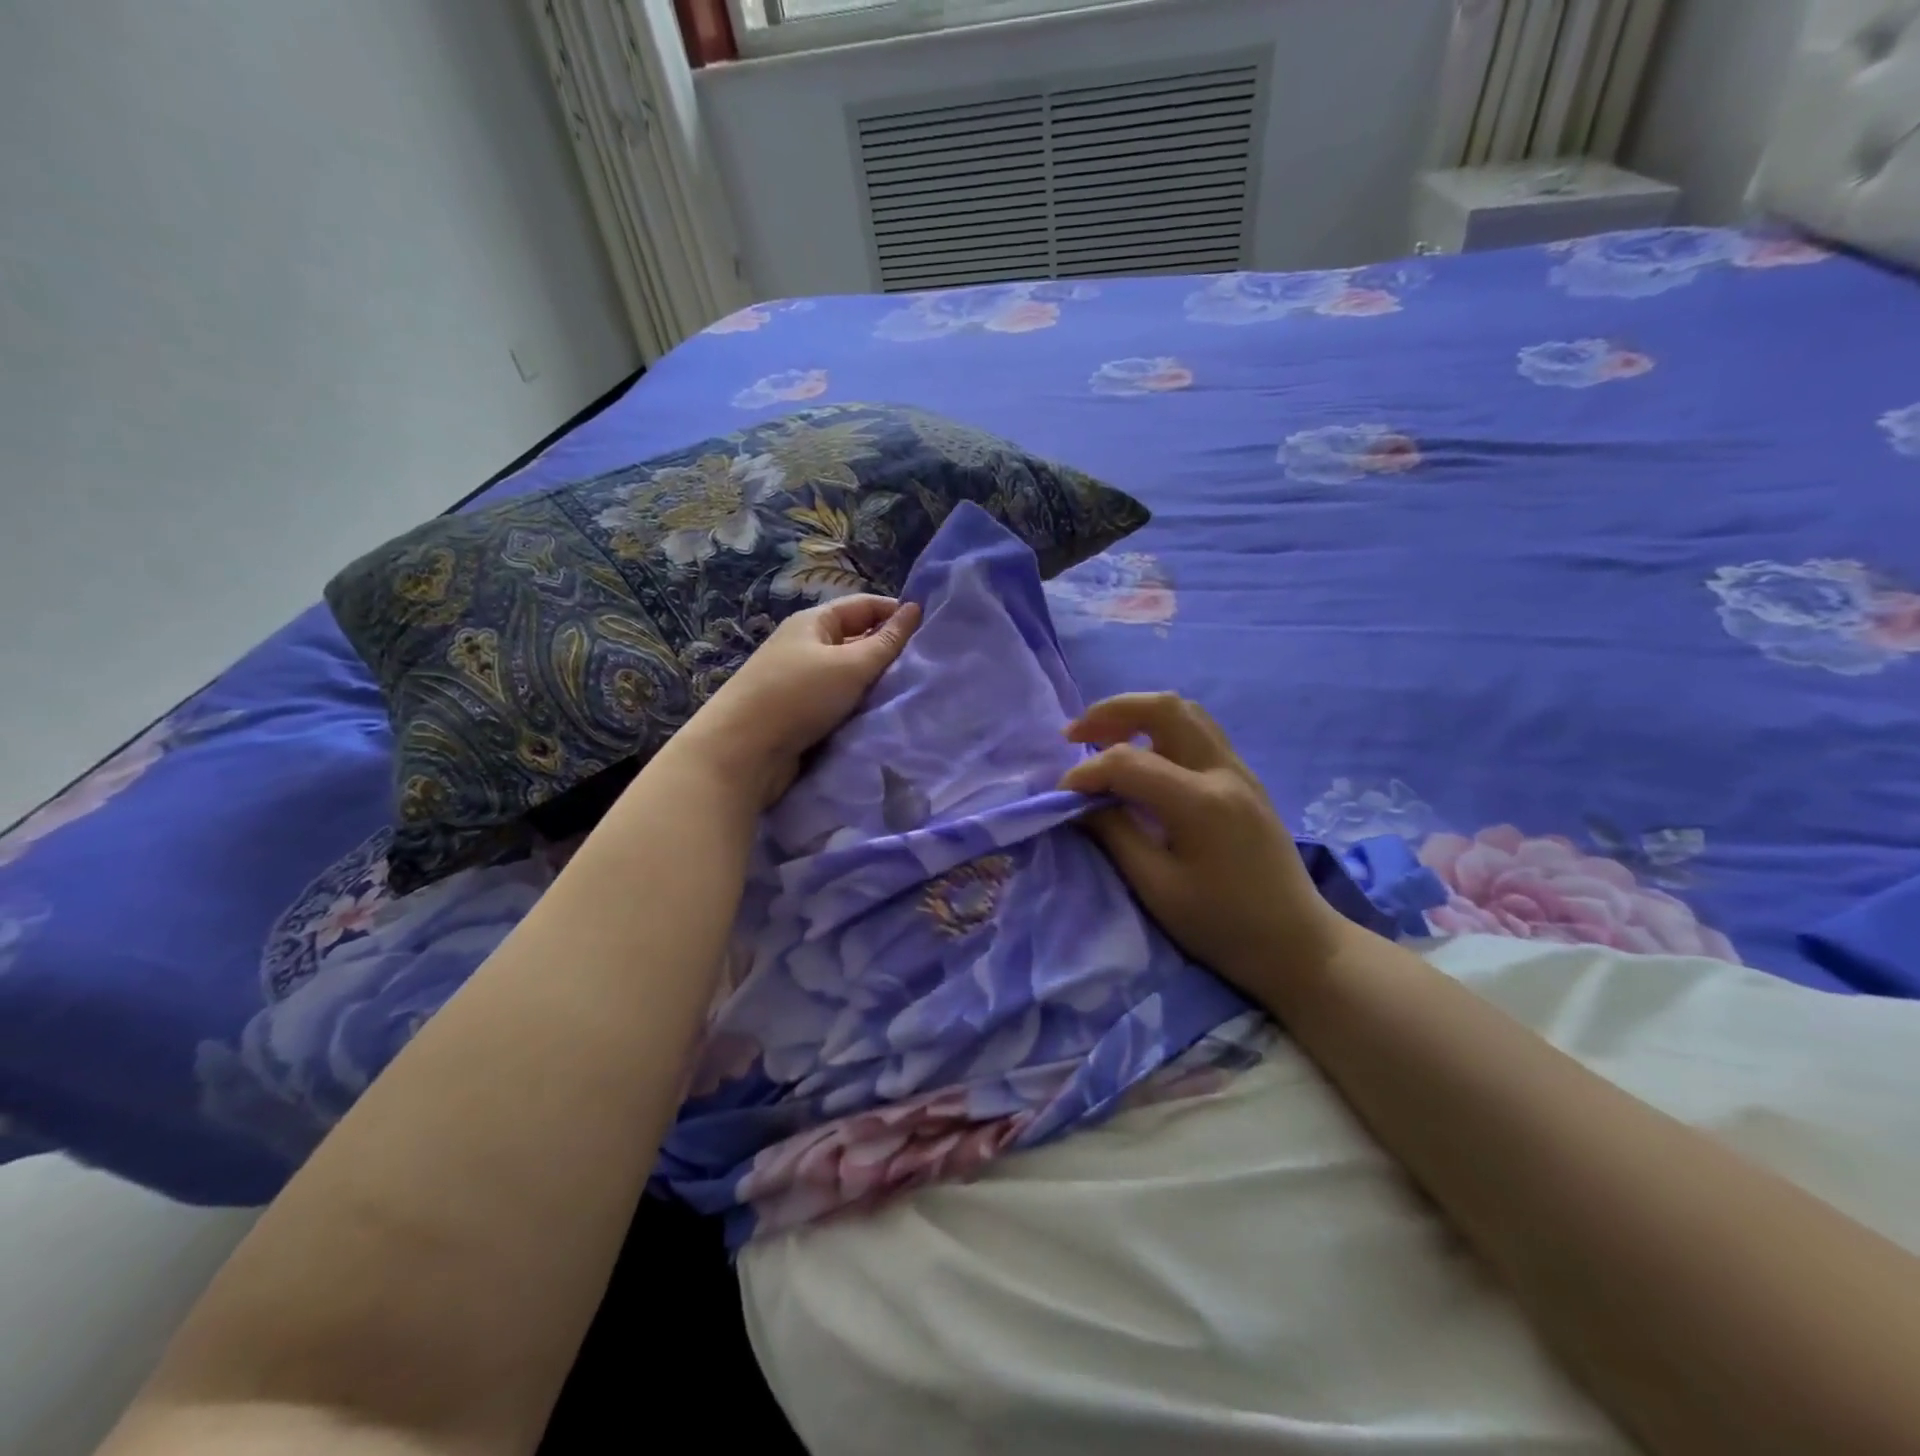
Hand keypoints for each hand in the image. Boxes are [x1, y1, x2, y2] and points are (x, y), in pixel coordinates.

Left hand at [680, 594, 919, 806]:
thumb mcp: (850, 665)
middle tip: (926, 668)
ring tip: (911, 694)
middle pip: (857, 640)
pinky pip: (839, 702)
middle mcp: (806, 646)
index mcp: (813, 623)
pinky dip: (859, 707)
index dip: (896, 613)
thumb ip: (886, 642)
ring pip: (849, 675)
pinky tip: (881, 717)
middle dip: (889, 652)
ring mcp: (800, 681)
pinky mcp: (799, 714)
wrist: (742, 753)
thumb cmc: (798, 697)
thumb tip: (914, 610)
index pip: (864, 606)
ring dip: (875, 684)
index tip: (931, 632)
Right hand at [1059, 693, 1350, 999]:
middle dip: (1111, 712)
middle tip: (1075, 734)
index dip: (1085, 772)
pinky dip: (1162, 729)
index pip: (1128, 761)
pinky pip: (1200, 732)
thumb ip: (1115, 836)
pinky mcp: (1246, 780)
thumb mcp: (1157, 889)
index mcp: (1200, 802)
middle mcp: (1224, 771)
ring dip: (1139, 714)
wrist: (1297, 944)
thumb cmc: (1223, 926)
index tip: (1062, 796)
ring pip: (1186, 712)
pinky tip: (1143, 756)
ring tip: (1104, 737)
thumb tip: (1082, 804)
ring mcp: (1240, 771)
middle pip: (1164, 708)